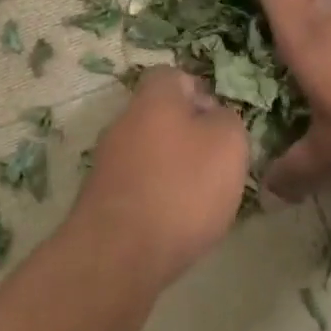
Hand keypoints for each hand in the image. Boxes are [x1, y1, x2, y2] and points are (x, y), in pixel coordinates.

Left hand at [71, 67, 249, 287]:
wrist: (119, 254)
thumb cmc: (182, 187)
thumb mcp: (228, 143)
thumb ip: (227, 119)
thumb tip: (213, 117)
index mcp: (154, 98)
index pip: (173, 76)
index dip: (200, 92)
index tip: (221, 120)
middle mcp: (124, 122)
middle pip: (159, 116)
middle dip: (188, 134)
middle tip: (217, 162)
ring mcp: (107, 161)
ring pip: (148, 151)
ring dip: (172, 168)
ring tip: (200, 198)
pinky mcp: (101, 198)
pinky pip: (137, 184)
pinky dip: (156, 196)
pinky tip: (174, 222)